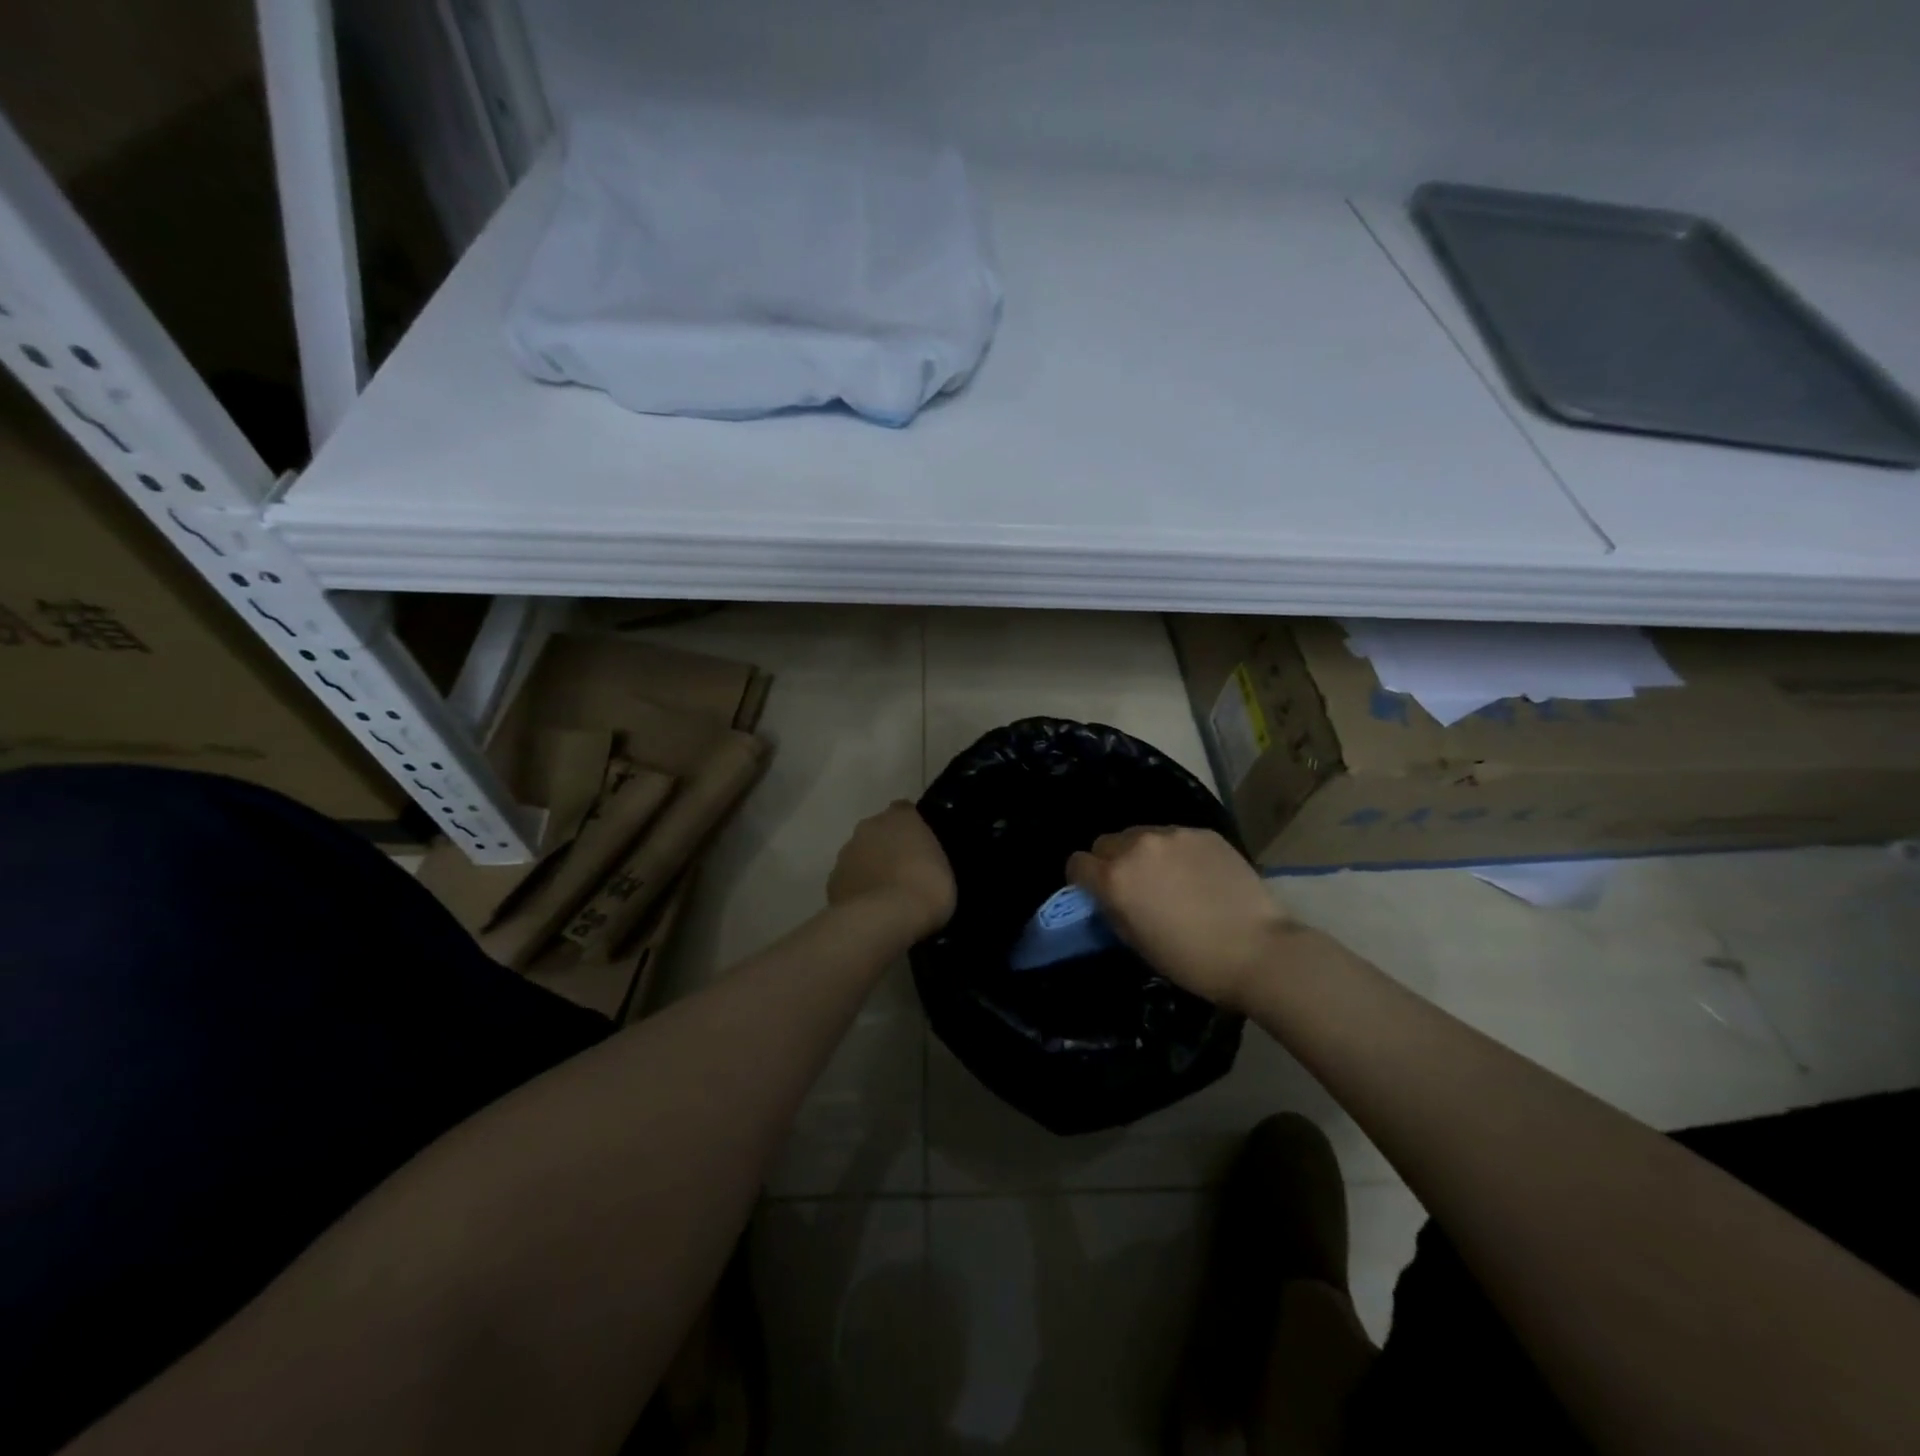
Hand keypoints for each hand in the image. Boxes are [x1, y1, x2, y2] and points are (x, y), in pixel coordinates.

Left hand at [828, 801, 956, 942]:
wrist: (885, 918)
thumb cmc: (926, 887)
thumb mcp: (945, 867)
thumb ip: (930, 855)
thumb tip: (922, 859)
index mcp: (899, 817)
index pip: (904, 811)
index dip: (911, 829)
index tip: (920, 847)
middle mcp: (868, 827)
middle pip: (877, 833)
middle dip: (886, 847)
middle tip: (904, 872)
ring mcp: (846, 855)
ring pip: (859, 856)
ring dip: (869, 868)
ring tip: (886, 897)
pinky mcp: (832, 882)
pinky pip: (848, 882)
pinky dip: (857, 891)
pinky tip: (869, 911)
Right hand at [1067, 826, 1295, 1009]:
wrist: (1258, 950)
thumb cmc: (1191, 960)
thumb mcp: (1137, 943)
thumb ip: (1113, 909)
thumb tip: (1106, 896)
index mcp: (1115, 878)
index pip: (1077, 863)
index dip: (1082, 879)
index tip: (1095, 893)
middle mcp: (1137, 846)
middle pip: (1106, 843)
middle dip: (1111, 862)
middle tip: (1133, 885)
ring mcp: (1173, 835)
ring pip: (1141, 835)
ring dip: (1144, 853)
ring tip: (1169, 878)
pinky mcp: (1203, 832)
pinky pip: (1175, 836)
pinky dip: (1177, 852)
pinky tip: (1198, 875)